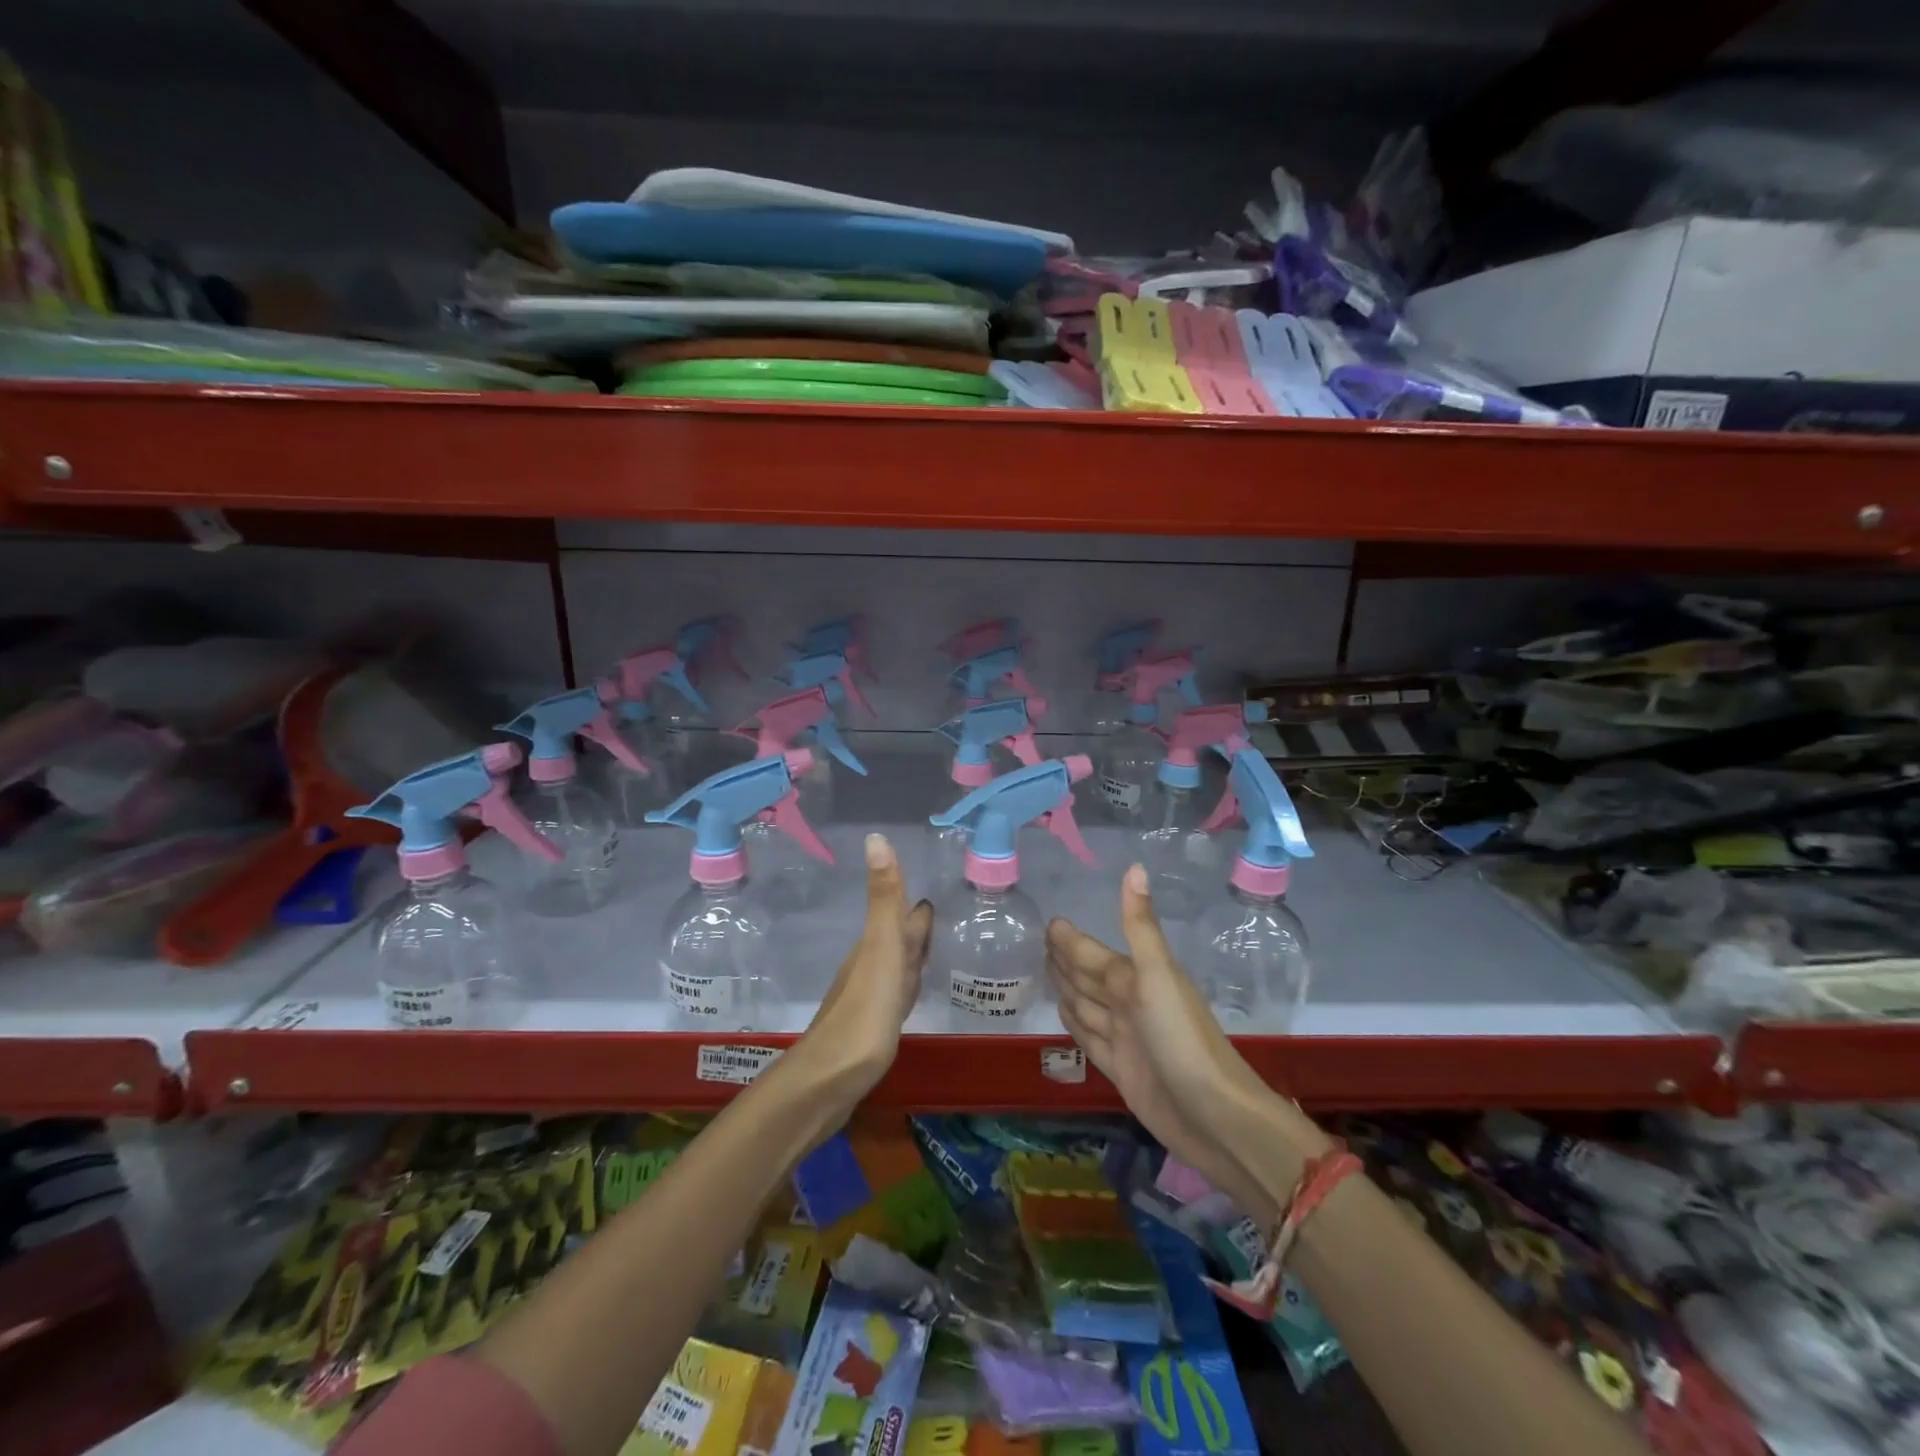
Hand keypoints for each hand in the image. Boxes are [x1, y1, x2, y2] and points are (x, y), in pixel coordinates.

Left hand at [792, 833, 933, 1101]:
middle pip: (896, 939)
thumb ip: (883, 898)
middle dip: (913, 924)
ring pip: (895, 967)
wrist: (829, 1081)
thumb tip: (875, 836)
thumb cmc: (863, 1014)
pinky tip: (909, 993)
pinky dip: (906, 985)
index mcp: (875, 947)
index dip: (911, 901)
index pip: (898, 915)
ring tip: (928, 945)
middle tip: (933, 910)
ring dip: (911, 953)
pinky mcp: (872, 1029)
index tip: (928, 885)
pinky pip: (895, 995)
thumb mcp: (880, 949)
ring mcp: (870, 999)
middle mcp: (870, 967)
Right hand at [1047, 864, 1297, 1217]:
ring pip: (1086, 1006)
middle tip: (1040, 942)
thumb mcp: (1158, 976)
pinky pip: (1088, 1038)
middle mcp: (1130, 1004)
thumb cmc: (1183, 1039)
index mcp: (1137, 979)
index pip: (1094, 954)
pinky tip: (1065, 1015)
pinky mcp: (1120, 1070)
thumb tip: (1135, 867)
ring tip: (1047, 971)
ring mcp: (1125, 1038)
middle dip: (1067, 960)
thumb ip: (1140, 926)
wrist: (1213, 1116)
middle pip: (1089, 977)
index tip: (1051, 923)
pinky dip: (1074, 1024)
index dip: (1072, 941)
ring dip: (1067, 988)